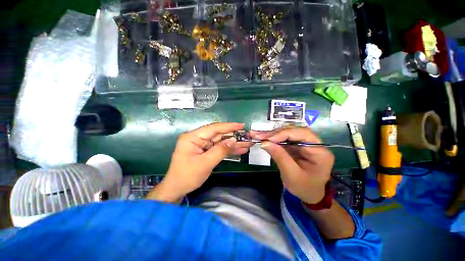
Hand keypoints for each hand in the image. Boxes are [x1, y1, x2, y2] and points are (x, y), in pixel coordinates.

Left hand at [147, 122, 252, 201]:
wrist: (177, 189)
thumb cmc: (187, 176)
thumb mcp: (205, 163)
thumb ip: (220, 150)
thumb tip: (234, 140)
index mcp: (193, 137)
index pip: (213, 128)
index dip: (229, 126)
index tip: (241, 125)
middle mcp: (198, 138)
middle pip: (219, 135)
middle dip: (234, 136)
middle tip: (248, 136)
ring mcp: (203, 145)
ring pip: (221, 142)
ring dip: (234, 144)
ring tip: (248, 143)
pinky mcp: (206, 151)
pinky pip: (219, 149)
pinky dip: (229, 150)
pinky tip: (241, 150)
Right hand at [251, 127, 334, 203]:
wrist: (308, 195)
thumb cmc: (303, 188)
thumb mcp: (292, 175)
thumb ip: (280, 157)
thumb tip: (264, 142)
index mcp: (320, 152)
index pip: (303, 134)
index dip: (285, 134)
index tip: (268, 139)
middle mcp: (314, 144)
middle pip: (294, 131)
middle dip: (275, 133)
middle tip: (259, 135)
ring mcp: (304, 144)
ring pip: (287, 133)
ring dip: (271, 135)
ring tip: (258, 135)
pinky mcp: (296, 146)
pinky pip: (283, 139)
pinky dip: (272, 139)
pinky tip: (263, 138)